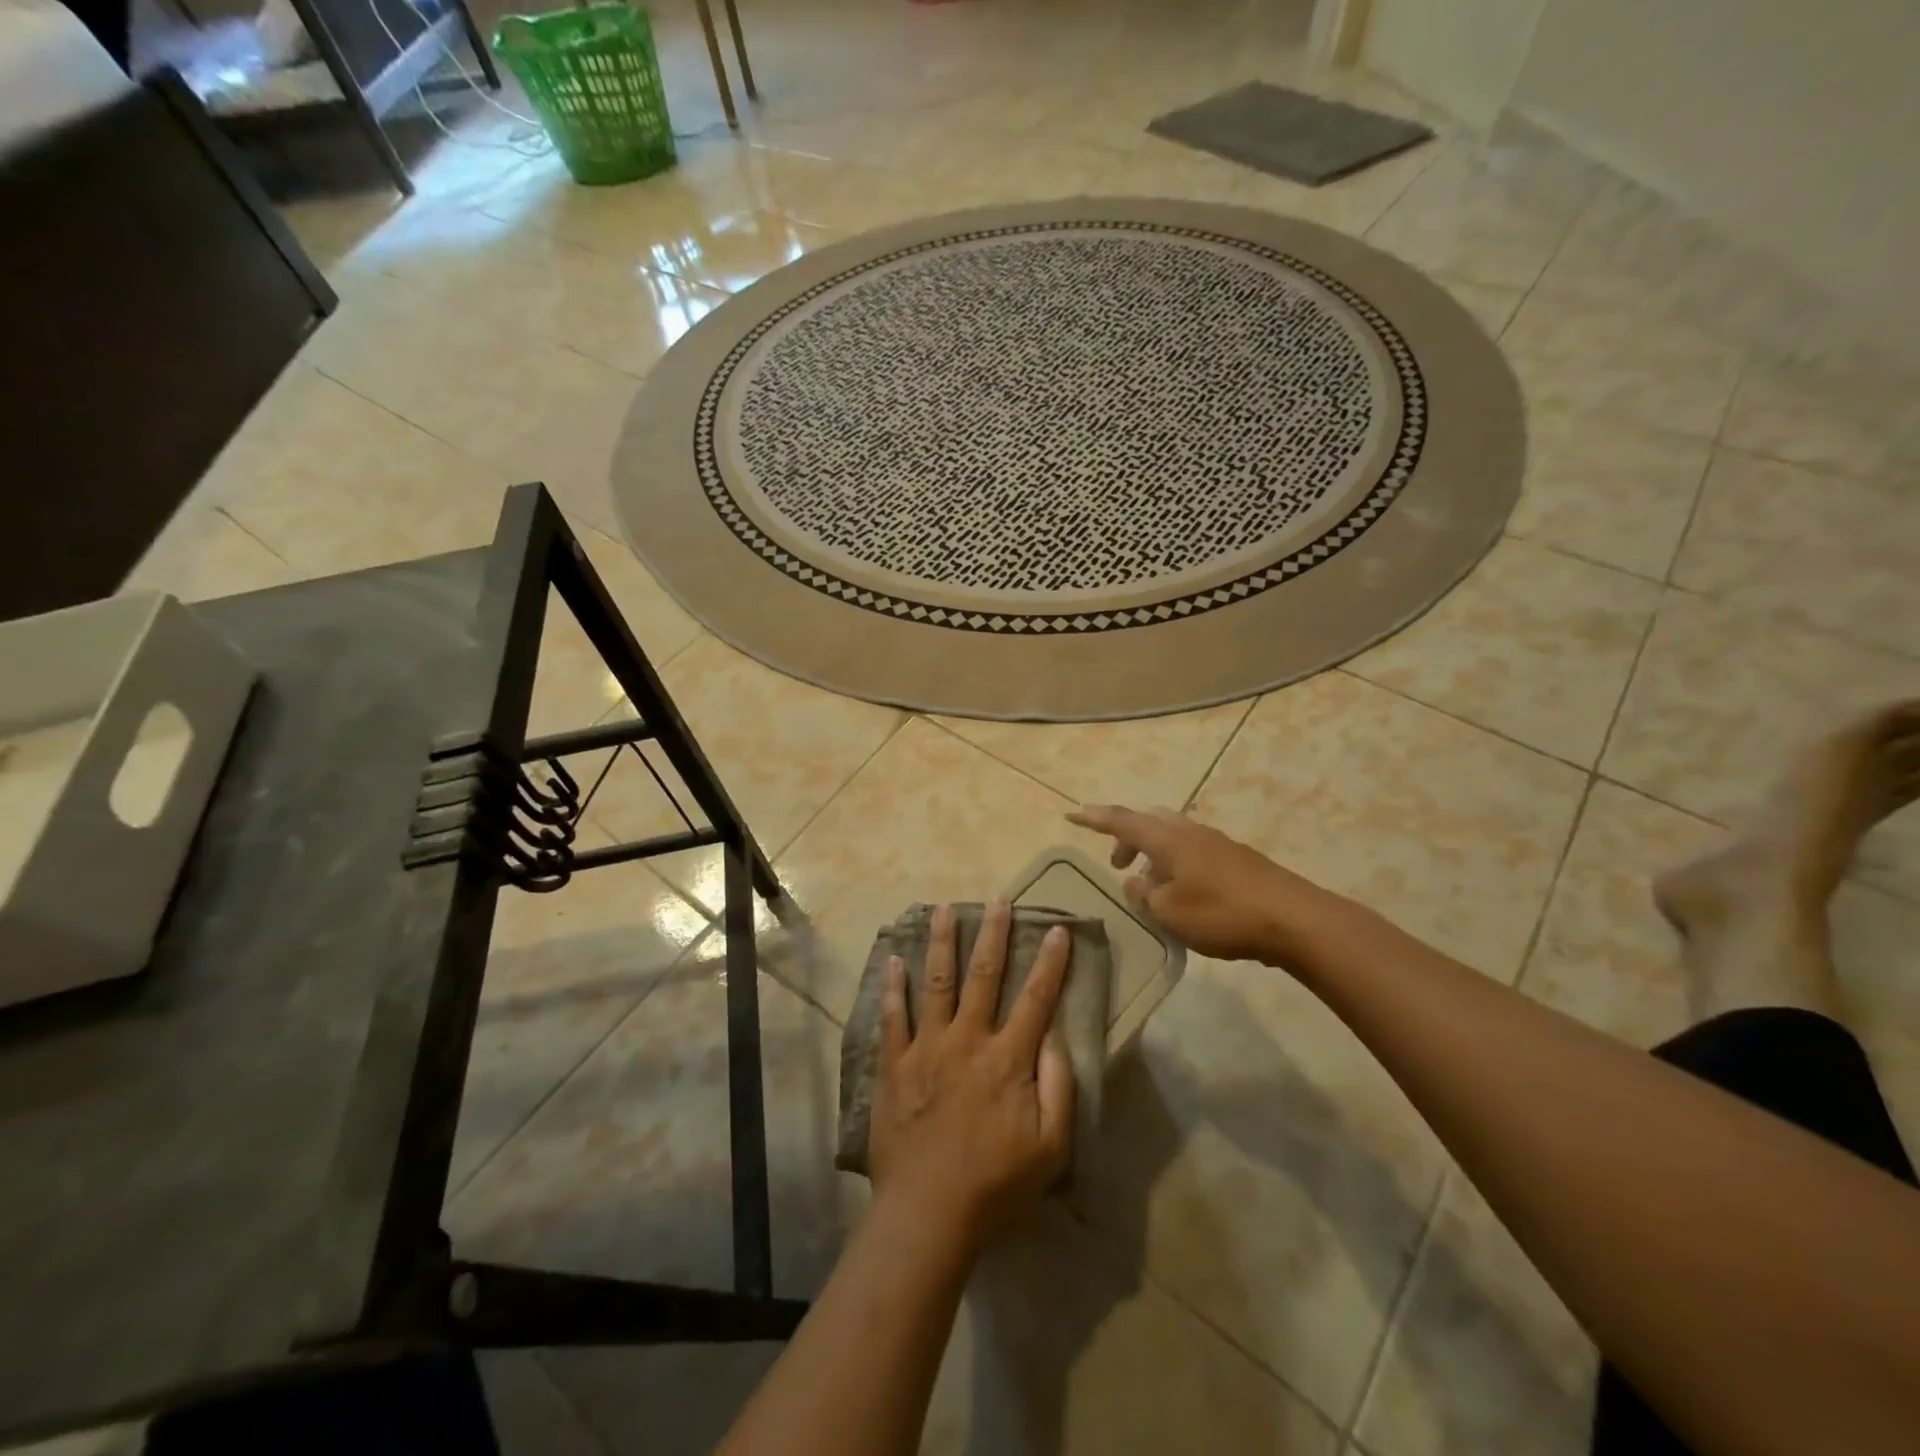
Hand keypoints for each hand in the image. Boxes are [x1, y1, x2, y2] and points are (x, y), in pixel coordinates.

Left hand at [869, 901, 1074, 1244]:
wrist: (928, 1212)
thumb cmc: (996, 1183)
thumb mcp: (1051, 1147)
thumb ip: (1058, 1087)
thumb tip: (1056, 1037)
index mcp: (1007, 1058)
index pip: (1036, 999)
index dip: (1050, 962)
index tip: (1058, 929)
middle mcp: (968, 1040)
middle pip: (984, 976)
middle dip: (994, 934)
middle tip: (998, 900)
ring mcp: (927, 1048)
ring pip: (937, 983)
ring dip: (942, 943)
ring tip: (945, 908)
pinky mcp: (894, 1064)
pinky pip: (893, 1017)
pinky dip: (893, 987)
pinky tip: (893, 959)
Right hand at [1067, 804, 1320, 963]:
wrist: (1294, 920)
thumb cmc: (1222, 914)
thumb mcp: (1170, 913)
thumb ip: (1145, 896)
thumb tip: (1135, 882)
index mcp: (1169, 839)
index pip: (1122, 821)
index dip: (1094, 818)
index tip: (1071, 813)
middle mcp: (1191, 832)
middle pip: (1149, 823)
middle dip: (1128, 839)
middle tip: (1117, 864)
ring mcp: (1218, 844)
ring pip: (1173, 838)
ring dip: (1154, 856)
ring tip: (1150, 889)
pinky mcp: (1238, 861)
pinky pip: (1194, 854)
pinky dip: (1177, 866)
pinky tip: (1183, 898)